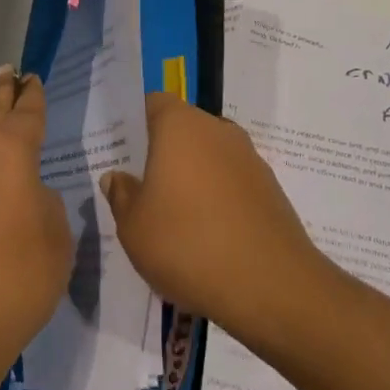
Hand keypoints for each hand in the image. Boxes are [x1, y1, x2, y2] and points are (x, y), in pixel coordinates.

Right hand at [101, 93, 332, 346]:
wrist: (270, 286)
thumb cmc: (187, 243)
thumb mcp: (133, 226)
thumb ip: (121, 195)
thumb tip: (118, 177)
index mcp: (181, 126)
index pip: (153, 103)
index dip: (136, 123)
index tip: (122, 152)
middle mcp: (218, 131)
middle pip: (183, 130)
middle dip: (162, 154)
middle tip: (141, 189)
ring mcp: (250, 159)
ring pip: (209, 158)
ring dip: (192, 179)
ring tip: (173, 219)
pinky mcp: (271, 190)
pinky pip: (232, 184)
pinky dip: (217, 200)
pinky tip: (206, 238)